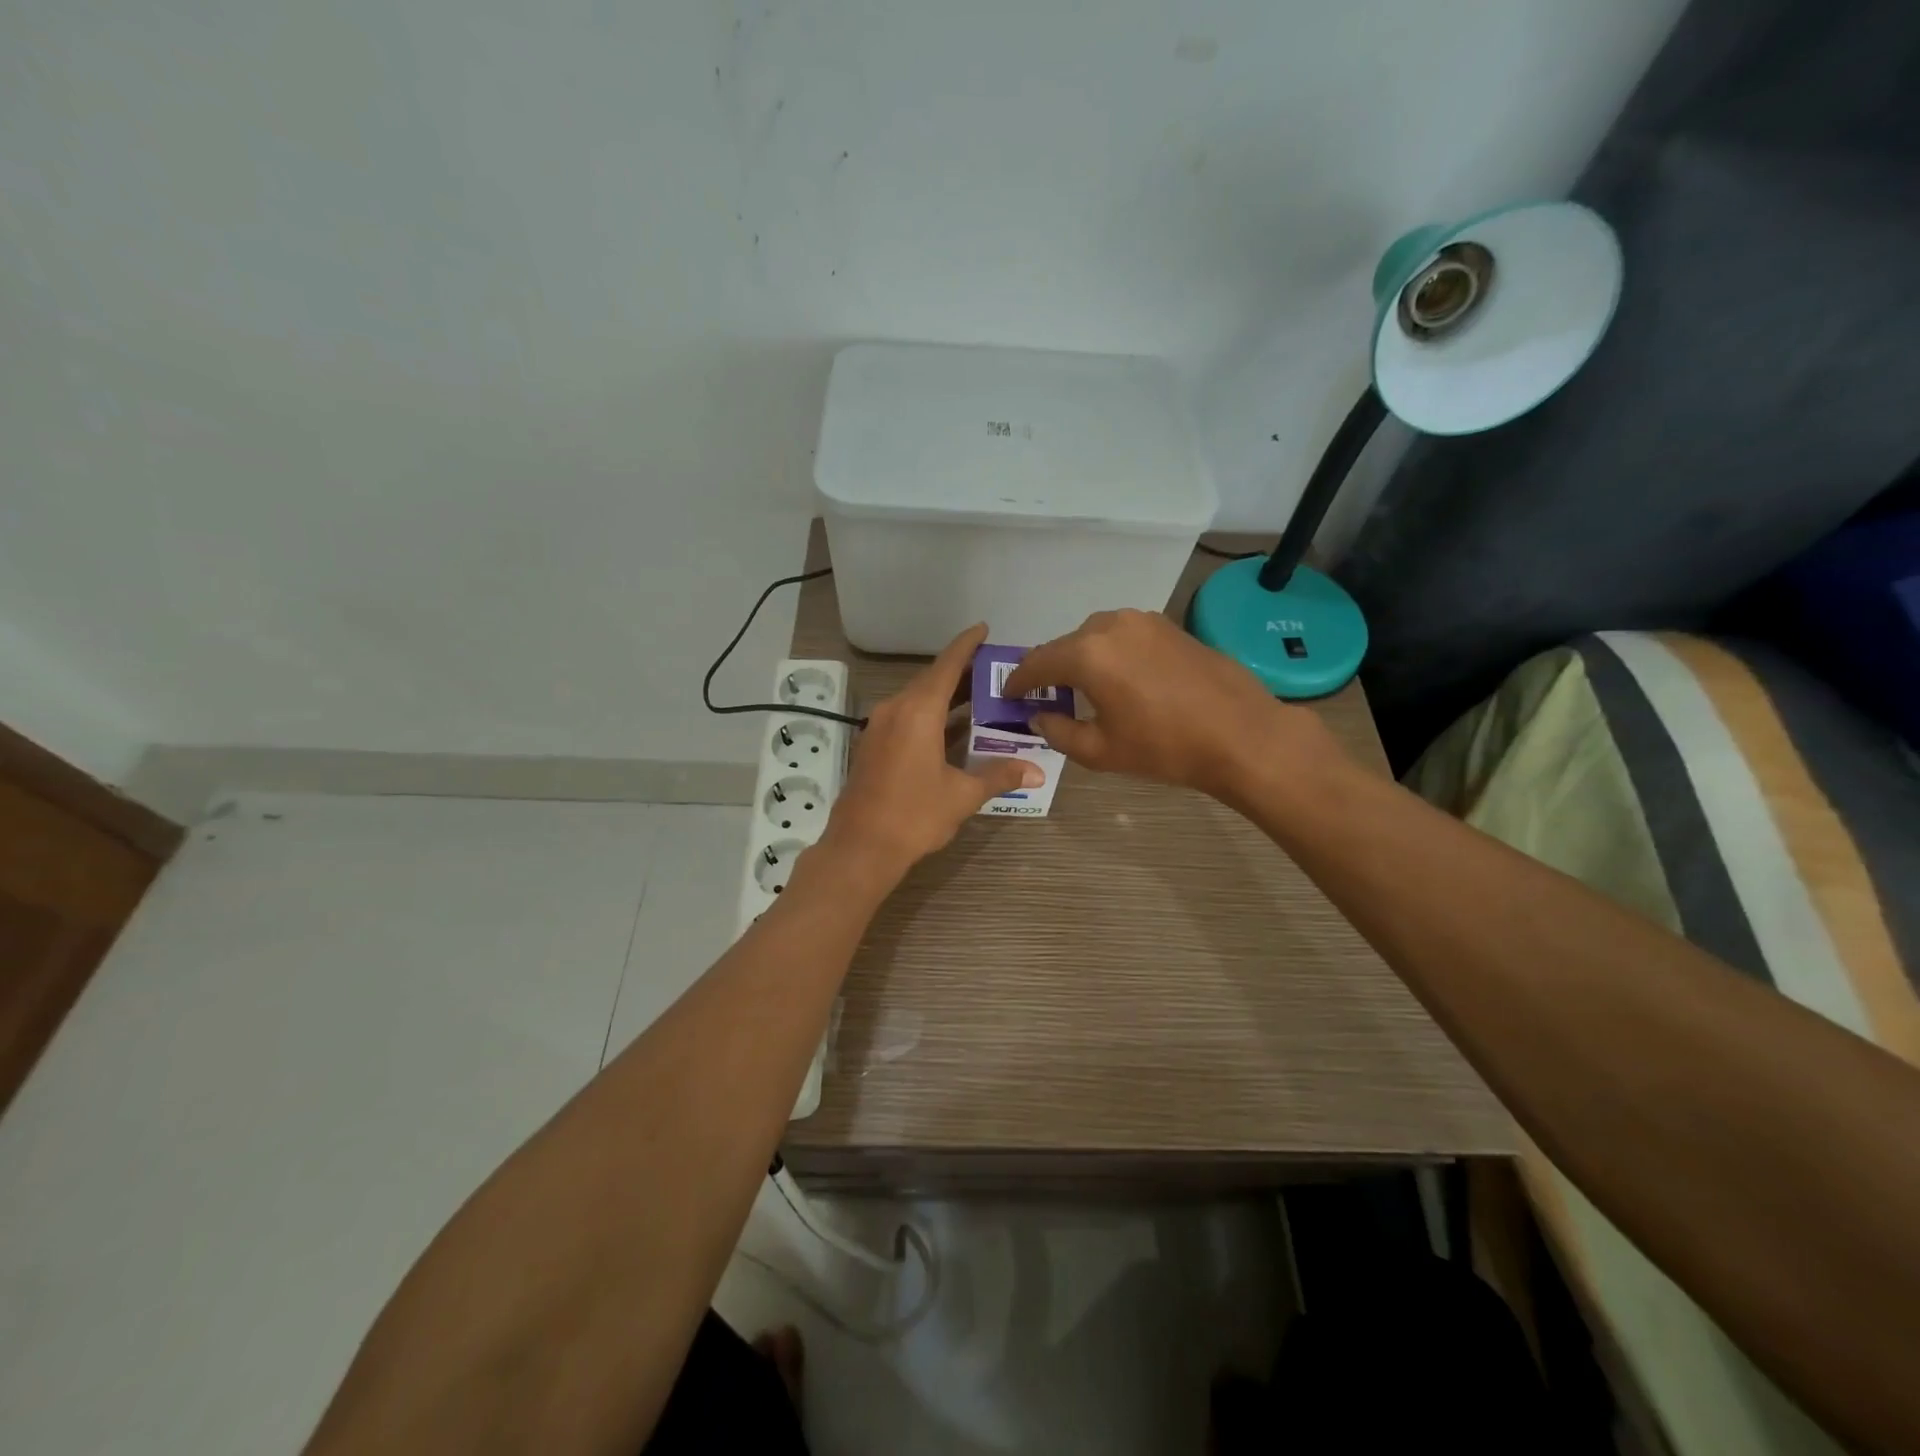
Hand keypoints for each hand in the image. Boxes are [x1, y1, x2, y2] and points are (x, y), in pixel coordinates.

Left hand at [819, 624, 1041, 881]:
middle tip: (995, 671)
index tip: (984, 629)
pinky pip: (906, 716)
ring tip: (980, 695)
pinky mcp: (874, 745)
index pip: (947, 665)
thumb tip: (1035, 772)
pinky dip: (930, 713)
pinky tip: (951, 726)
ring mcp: (880, 726)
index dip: (966, 645)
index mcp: (918, 711)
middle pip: (932, 680)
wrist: (860, 847)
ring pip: (917, 699)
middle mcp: (896, 709)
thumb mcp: (962, 795)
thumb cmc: (914, 815)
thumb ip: (998, 776)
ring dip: (946, 695)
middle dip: (962, 673)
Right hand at [1003, 609, 1347, 804]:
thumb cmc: (1165, 747)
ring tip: (1081, 688)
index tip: (1009, 696)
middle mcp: (1109, 625)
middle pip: (1064, 646)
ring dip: (1080, 659)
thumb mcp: (1101, 750)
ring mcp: (1142, 620)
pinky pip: (1122, 635)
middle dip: (1049, 670)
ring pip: (1094, 636)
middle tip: (1043, 697)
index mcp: (1087, 654)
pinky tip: (1118, 678)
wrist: (1241, 734)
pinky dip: (1108, 653)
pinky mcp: (1167, 625)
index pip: (1036, 663)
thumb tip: (1039, 717)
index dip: (1018, 682)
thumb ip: (1058, 731)